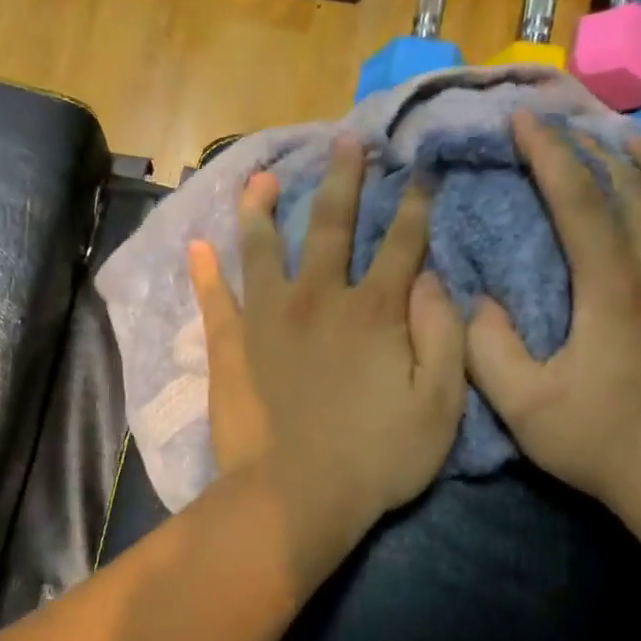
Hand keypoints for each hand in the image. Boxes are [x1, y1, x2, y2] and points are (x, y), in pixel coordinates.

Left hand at [188, 136, 465, 563]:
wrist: (295, 498)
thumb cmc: (376, 459)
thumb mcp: (439, 406)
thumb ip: (443, 337)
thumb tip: (434, 280)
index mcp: (374, 311)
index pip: (403, 243)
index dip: (416, 206)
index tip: (420, 172)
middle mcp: (319, 299)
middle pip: (333, 225)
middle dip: (345, 180)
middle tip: (347, 142)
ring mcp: (268, 320)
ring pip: (264, 248)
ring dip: (264, 209)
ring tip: (261, 178)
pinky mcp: (232, 348)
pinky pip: (215, 300)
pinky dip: (205, 272)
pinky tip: (197, 246)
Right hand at [465, 113, 640, 516]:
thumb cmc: (604, 444)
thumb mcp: (523, 406)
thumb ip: (488, 348)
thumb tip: (479, 300)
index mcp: (613, 286)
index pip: (577, 198)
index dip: (548, 153)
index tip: (526, 120)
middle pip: (636, 185)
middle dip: (600, 148)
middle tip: (575, 125)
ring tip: (635, 138)